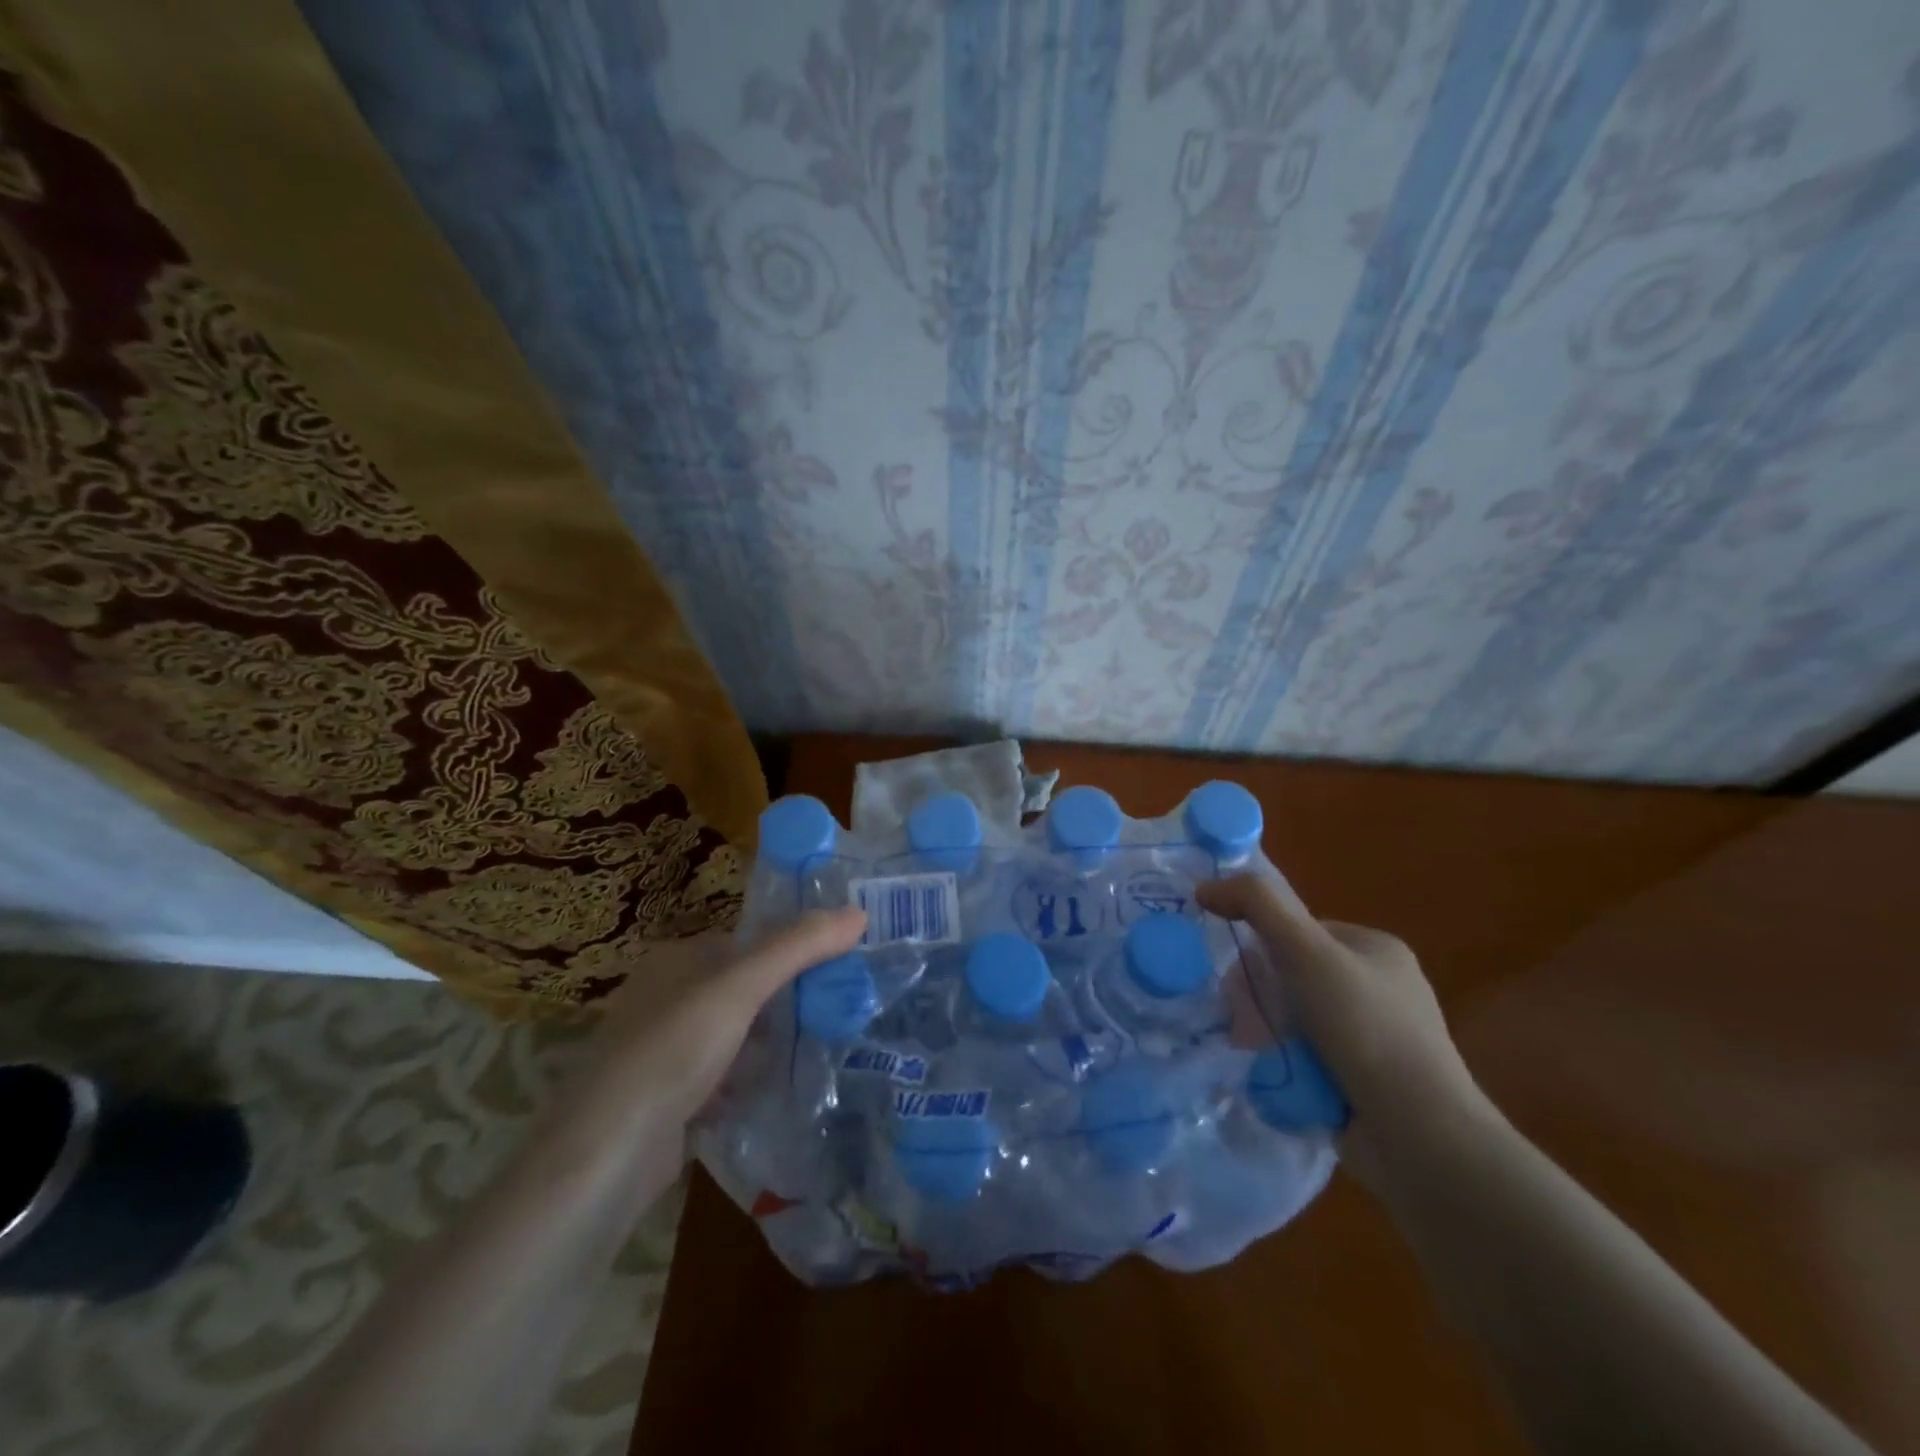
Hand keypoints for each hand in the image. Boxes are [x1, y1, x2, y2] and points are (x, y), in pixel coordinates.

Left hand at [573, 907, 867, 1130]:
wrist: (611, 1153)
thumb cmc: (674, 1048)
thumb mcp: (741, 987)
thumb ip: (798, 947)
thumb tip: (858, 913)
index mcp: (674, 960)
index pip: (745, 942)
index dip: (790, 949)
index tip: (839, 963)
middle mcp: (665, 998)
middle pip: (741, 988)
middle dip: (786, 998)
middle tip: (842, 1006)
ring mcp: (663, 1051)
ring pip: (734, 1034)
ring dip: (771, 1041)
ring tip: (827, 1044)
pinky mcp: (668, 1098)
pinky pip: (723, 1076)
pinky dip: (751, 1079)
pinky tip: (785, 1087)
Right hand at [1197, 873, 1495, 1185]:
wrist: (1420, 1134)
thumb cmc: (1365, 1028)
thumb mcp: (1305, 950)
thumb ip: (1256, 905)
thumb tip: (1204, 887)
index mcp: (1377, 949)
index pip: (1299, 931)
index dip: (1262, 947)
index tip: (1240, 977)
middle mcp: (1381, 988)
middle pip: (1293, 976)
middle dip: (1262, 996)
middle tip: (1245, 1020)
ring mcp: (1376, 1039)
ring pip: (1296, 1020)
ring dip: (1269, 1033)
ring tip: (1256, 1054)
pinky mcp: (1367, 1084)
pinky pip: (1308, 1059)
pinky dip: (1287, 1066)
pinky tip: (1275, 1079)